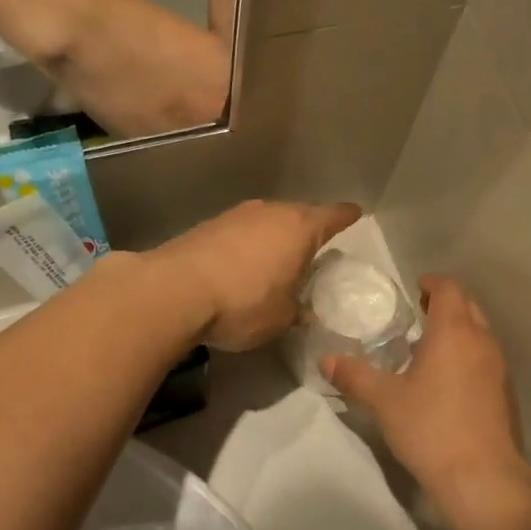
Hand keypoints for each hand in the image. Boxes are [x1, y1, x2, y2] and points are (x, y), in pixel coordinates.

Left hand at [149, 199, 361, 351]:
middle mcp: (271, 211)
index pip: (334, 216)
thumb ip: (298, 310)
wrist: (175, 291)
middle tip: (313, 251)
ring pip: (267, 221)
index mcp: (300, 228)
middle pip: (299, 214)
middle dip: (307, 230)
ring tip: (276, 260)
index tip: (355, 215)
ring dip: (273, 237)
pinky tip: (242, 266)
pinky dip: (247, 245)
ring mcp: (237, 215)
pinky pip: (240, 232)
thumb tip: (304, 311)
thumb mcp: (281, 318)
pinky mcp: (208, 225)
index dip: (346, 217)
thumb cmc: (243, 302)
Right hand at [323, 276, 530, 522]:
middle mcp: (482, 341)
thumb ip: (355, 376)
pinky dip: (468, 355)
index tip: (415, 290)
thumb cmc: (430, 427)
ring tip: (429, 347)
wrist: (481, 475)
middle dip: (445, 304)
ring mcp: (498, 367)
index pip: (450, 289)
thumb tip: (326, 360)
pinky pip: (485, 358)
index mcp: (454, 332)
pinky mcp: (505, 392)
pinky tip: (448, 380)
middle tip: (418, 315)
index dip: (433, 283)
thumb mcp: (384, 401)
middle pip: (468, 307)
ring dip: (458, 331)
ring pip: (480, 333)